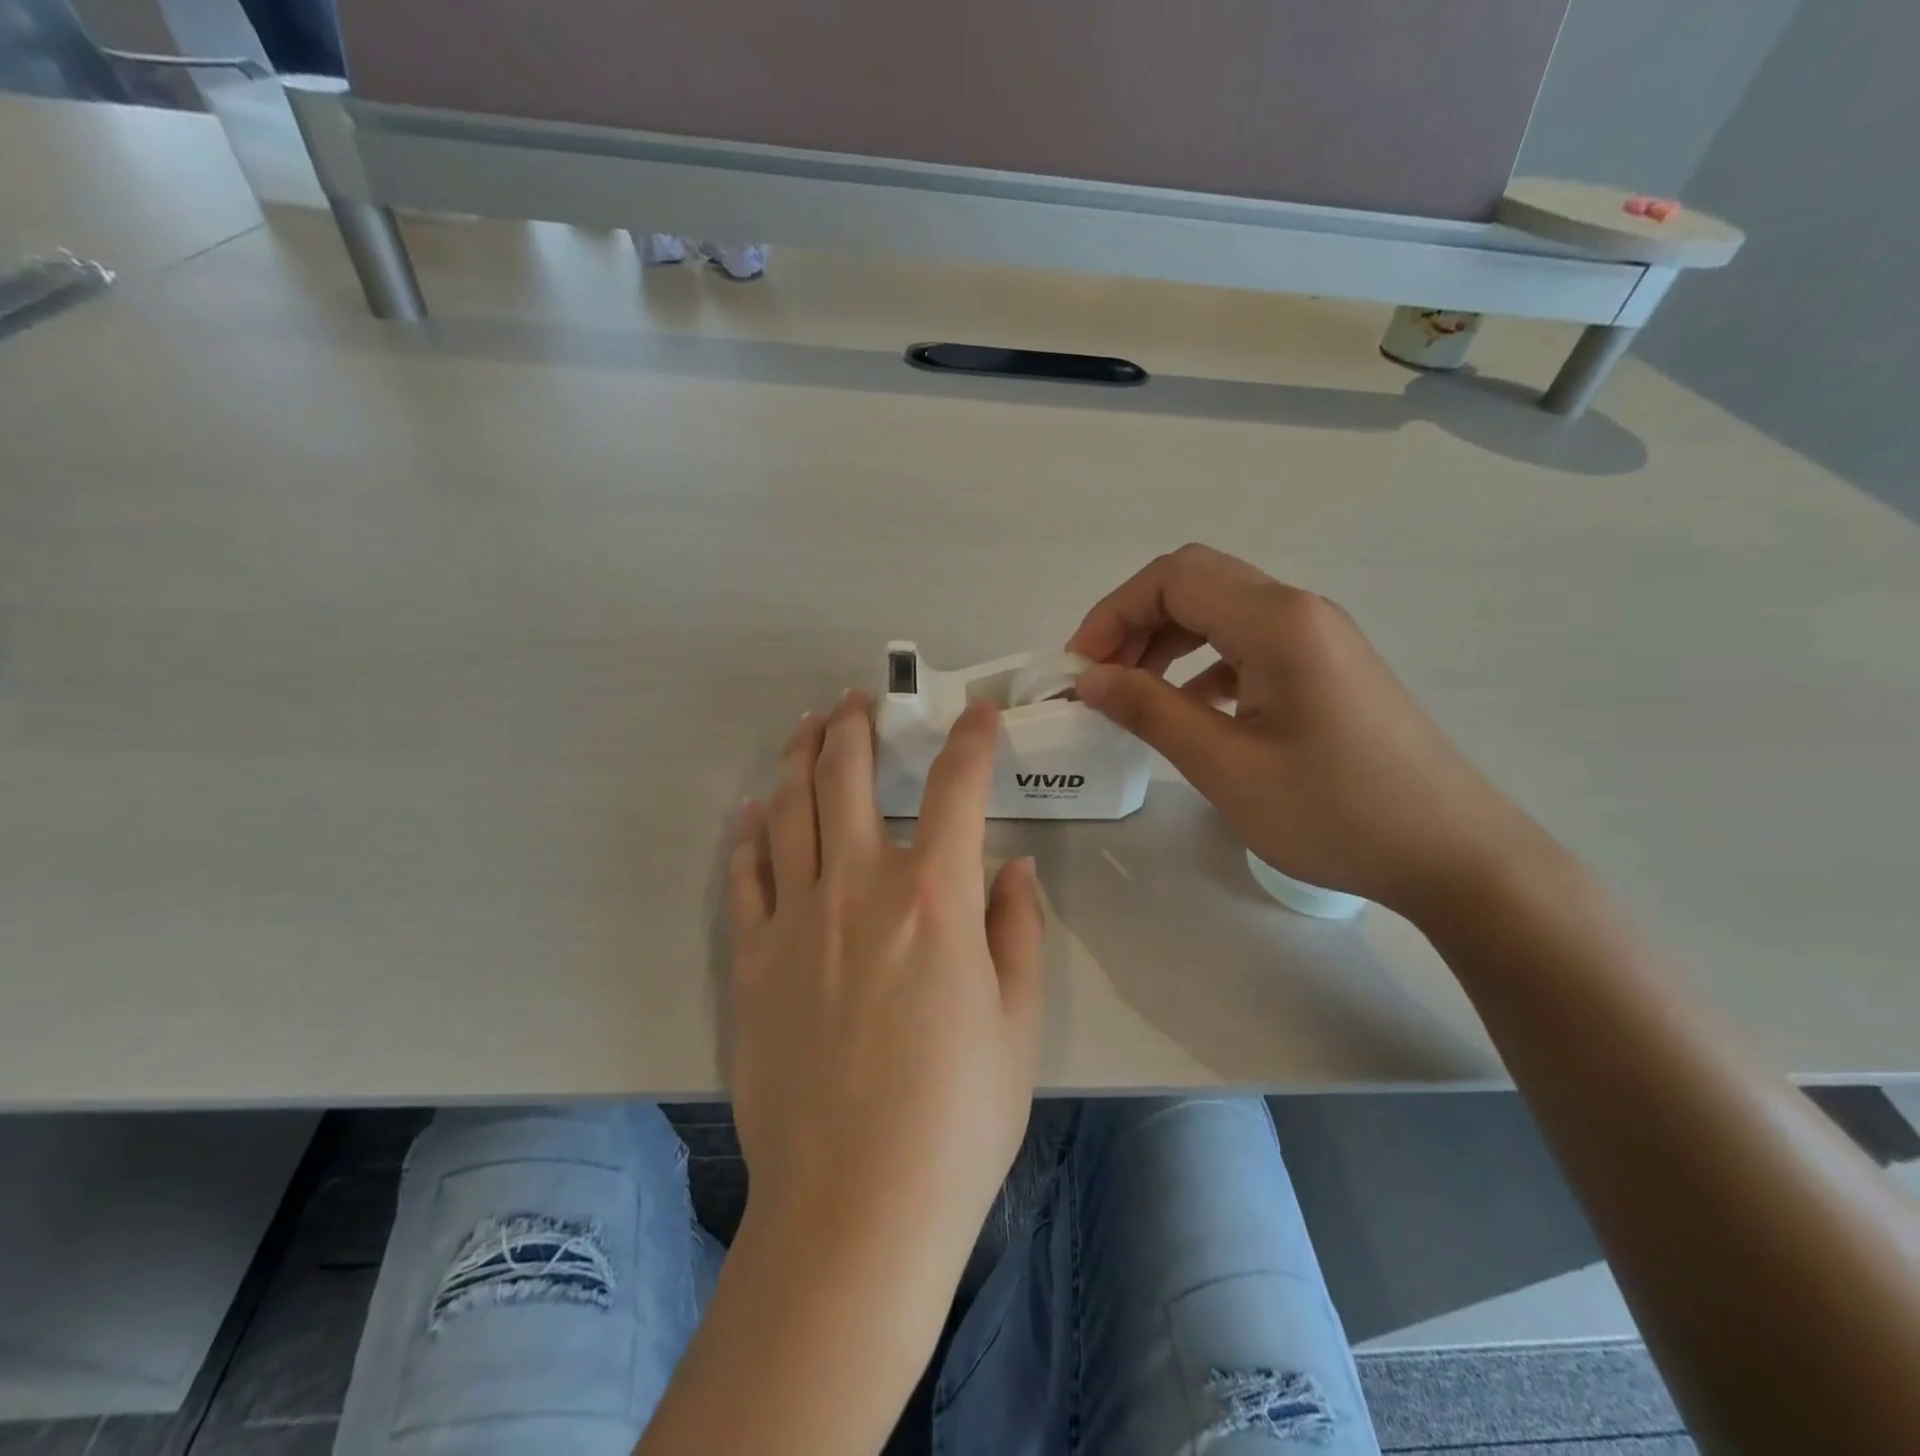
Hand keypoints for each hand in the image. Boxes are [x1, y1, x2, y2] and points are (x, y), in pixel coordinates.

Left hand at [727, 691, 1043, 1275]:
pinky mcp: (752, 960)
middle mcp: (860, 886)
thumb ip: (1015, 929)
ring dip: (799, 758)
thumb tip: (1010, 868)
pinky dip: (750, 833)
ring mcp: (796, 919)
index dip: (972, 739)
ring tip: (806, 726)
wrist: (855, 1207)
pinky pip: (746, 874)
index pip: (958, 787)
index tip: (977, 715)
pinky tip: (752, 810)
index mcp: (935, 897)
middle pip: (849, 776)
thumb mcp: (1017, 1021)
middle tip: (859, 699)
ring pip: (791, 809)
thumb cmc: (957, 1118)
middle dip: (857, 726)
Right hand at [1067, 544, 1538, 916]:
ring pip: (1220, 612)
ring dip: (1166, 642)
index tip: (1080, 670)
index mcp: (1276, 621)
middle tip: (1100, 680)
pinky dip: (1202, 664)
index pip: (1172, 578)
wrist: (1452, 854)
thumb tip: (1090, 679)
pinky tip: (1190, 710)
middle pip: (1195, 583)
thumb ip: (1151, 712)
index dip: (1112, 614)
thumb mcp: (1227, 767)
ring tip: (1134, 695)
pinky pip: (1247, 644)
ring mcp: (1317, 637)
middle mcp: (1298, 611)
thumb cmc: (1336, 812)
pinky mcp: (1325, 667)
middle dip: (1134, 623)